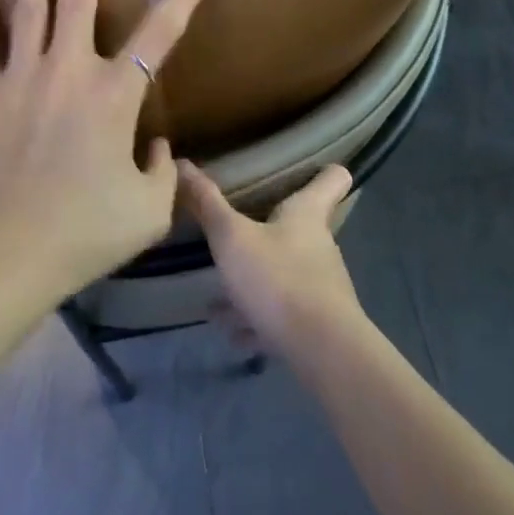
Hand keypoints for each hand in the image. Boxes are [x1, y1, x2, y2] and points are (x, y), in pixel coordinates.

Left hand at [0, 0, 210, 304]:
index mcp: (114, 95)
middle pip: (79, 1)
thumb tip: (155, 146)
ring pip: (28, 9)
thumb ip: (161, 171)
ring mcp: (19, 76)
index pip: (159, 36)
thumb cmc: (84, 232)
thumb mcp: (148, 211)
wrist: (3, 253)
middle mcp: (68, 70)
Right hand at [180, 161, 361, 357]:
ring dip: (256, 282)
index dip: (324, 171)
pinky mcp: (318, 323)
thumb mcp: (231, 238)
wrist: (322, 353)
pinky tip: (233, 332)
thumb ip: (207, 204)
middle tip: (239, 232)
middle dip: (271, 230)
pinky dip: (258, 319)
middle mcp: (319, 245)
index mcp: (307, 214)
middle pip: (302, 228)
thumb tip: (182, 162)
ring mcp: (322, 286)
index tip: (313, 167)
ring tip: (218, 297)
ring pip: (286, 274)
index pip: (332, 179)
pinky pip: (283, 313)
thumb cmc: (278, 279)